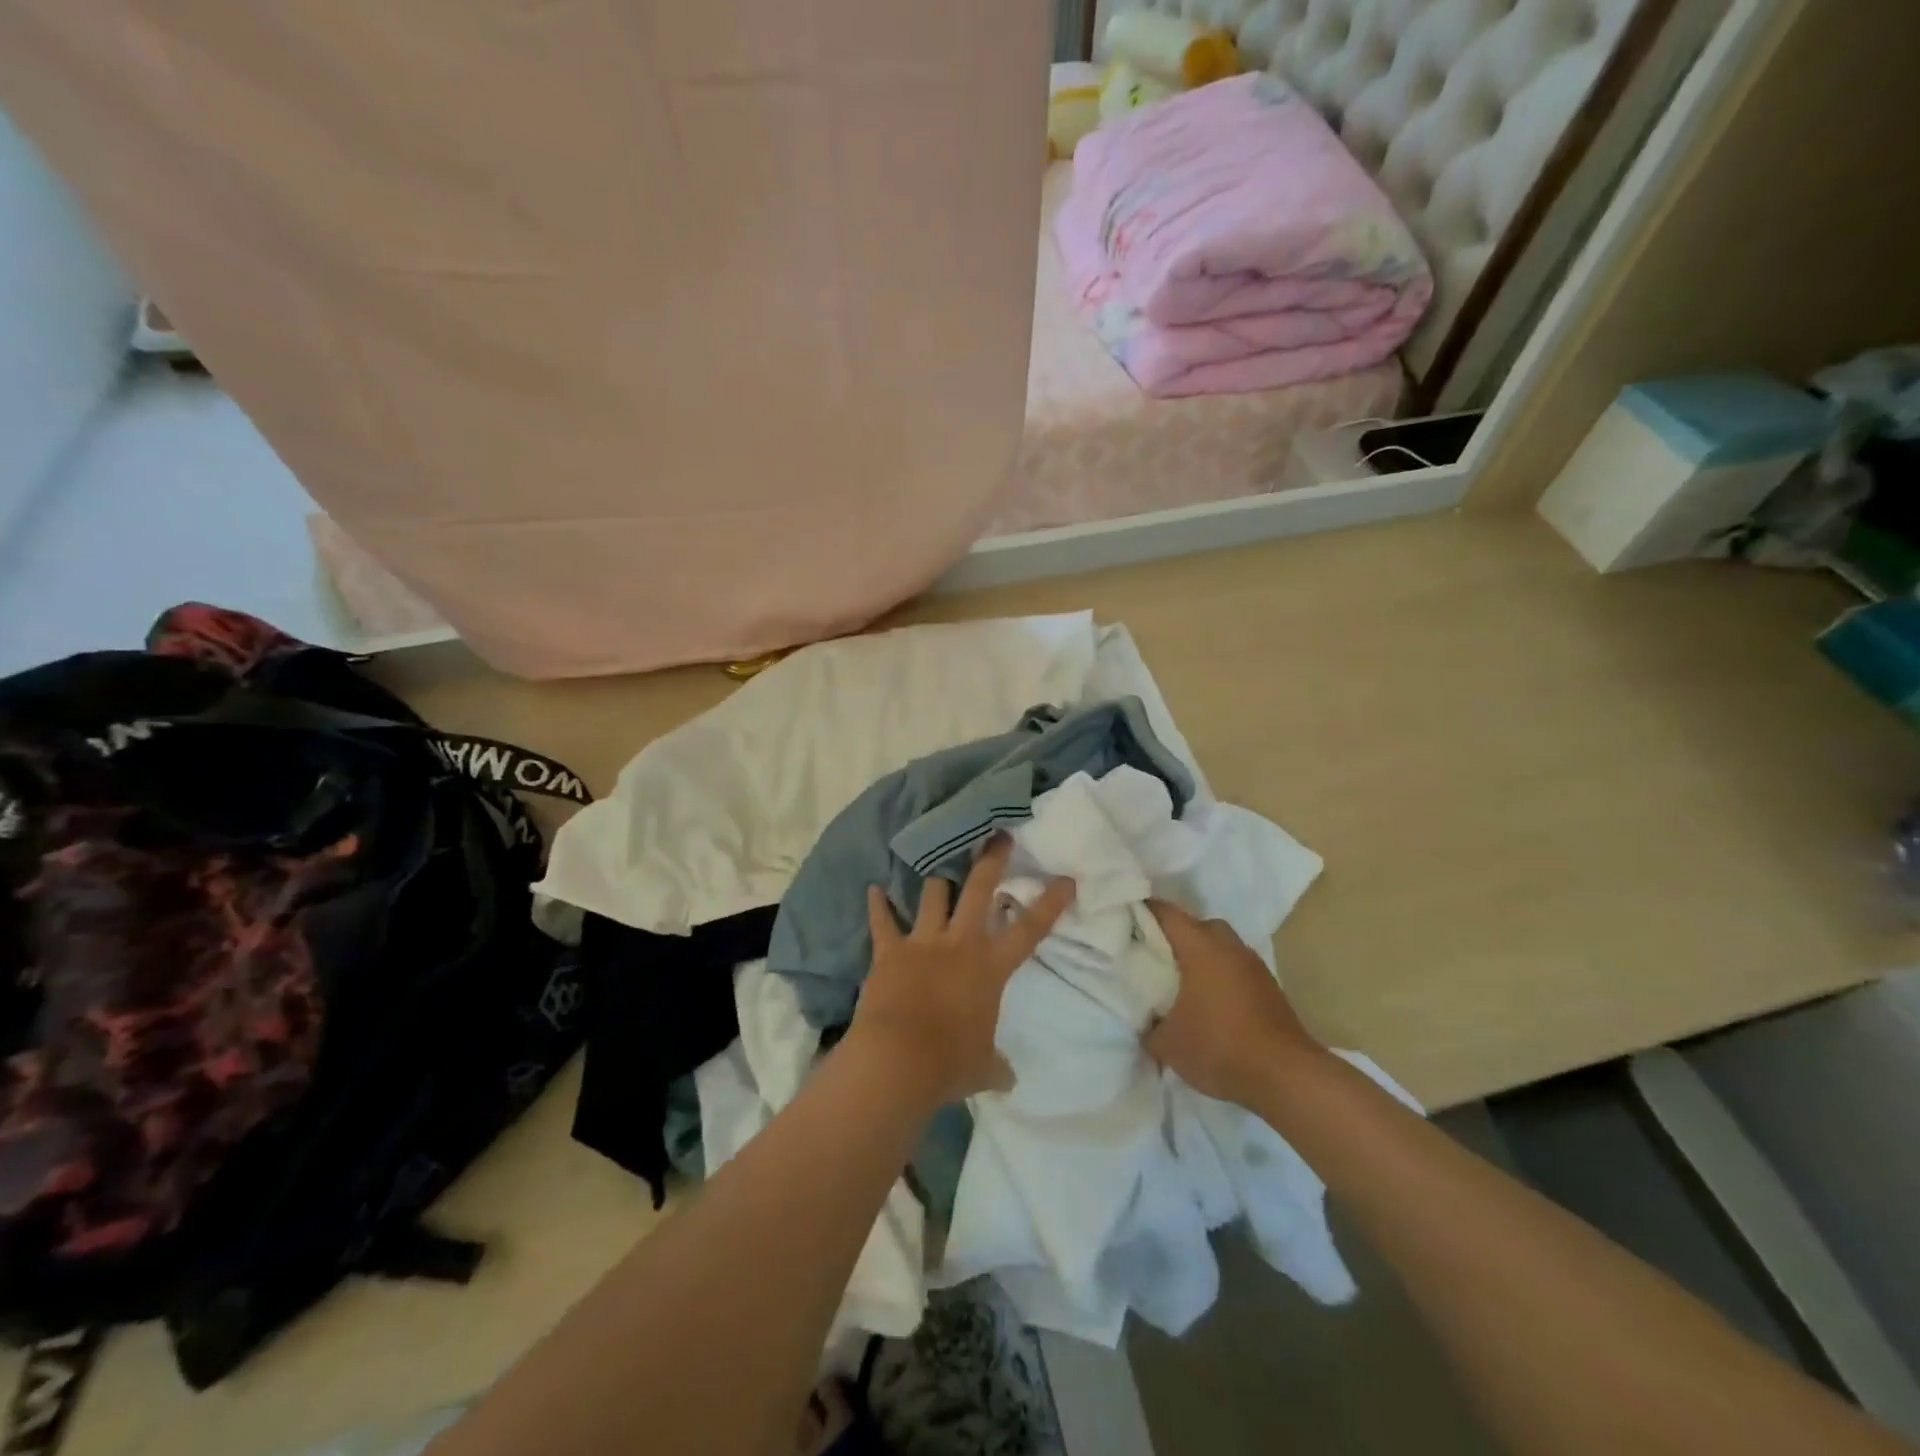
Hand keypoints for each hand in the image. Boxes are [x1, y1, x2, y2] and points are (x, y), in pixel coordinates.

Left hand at [848, 837, 1074, 1105]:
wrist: (898, 1061)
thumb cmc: (949, 1064)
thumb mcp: (982, 1068)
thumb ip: (996, 1066)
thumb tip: (1008, 1080)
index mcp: (990, 968)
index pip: (1030, 929)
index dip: (1051, 903)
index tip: (1066, 879)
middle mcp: (960, 944)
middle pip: (980, 889)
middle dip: (991, 860)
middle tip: (998, 835)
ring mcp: (923, 942)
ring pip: (933, 895)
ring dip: (937, 881)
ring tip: (938, 864)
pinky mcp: (889, 950)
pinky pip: (882, 921)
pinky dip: (877, 906)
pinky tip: (873, 889)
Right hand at [1145, 900, 1323, 1106]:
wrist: (1286, 1077)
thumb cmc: (1220, 1048)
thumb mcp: (1167, 1044)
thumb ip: (1147, 1025)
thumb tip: (1143, 1019)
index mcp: (1201, 948)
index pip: (1166, 913)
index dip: (1142, 911)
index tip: (1123, 920)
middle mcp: (1229, 946)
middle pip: (1196, 925)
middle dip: (1174, 935)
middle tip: (1152, 955)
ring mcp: (1253, 965)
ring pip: (1220, 945)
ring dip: (1201, 955)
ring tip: (1180, 981)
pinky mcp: (1269, 986)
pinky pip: (1235, 966)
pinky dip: (1219, 974)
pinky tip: (1208, 1001)